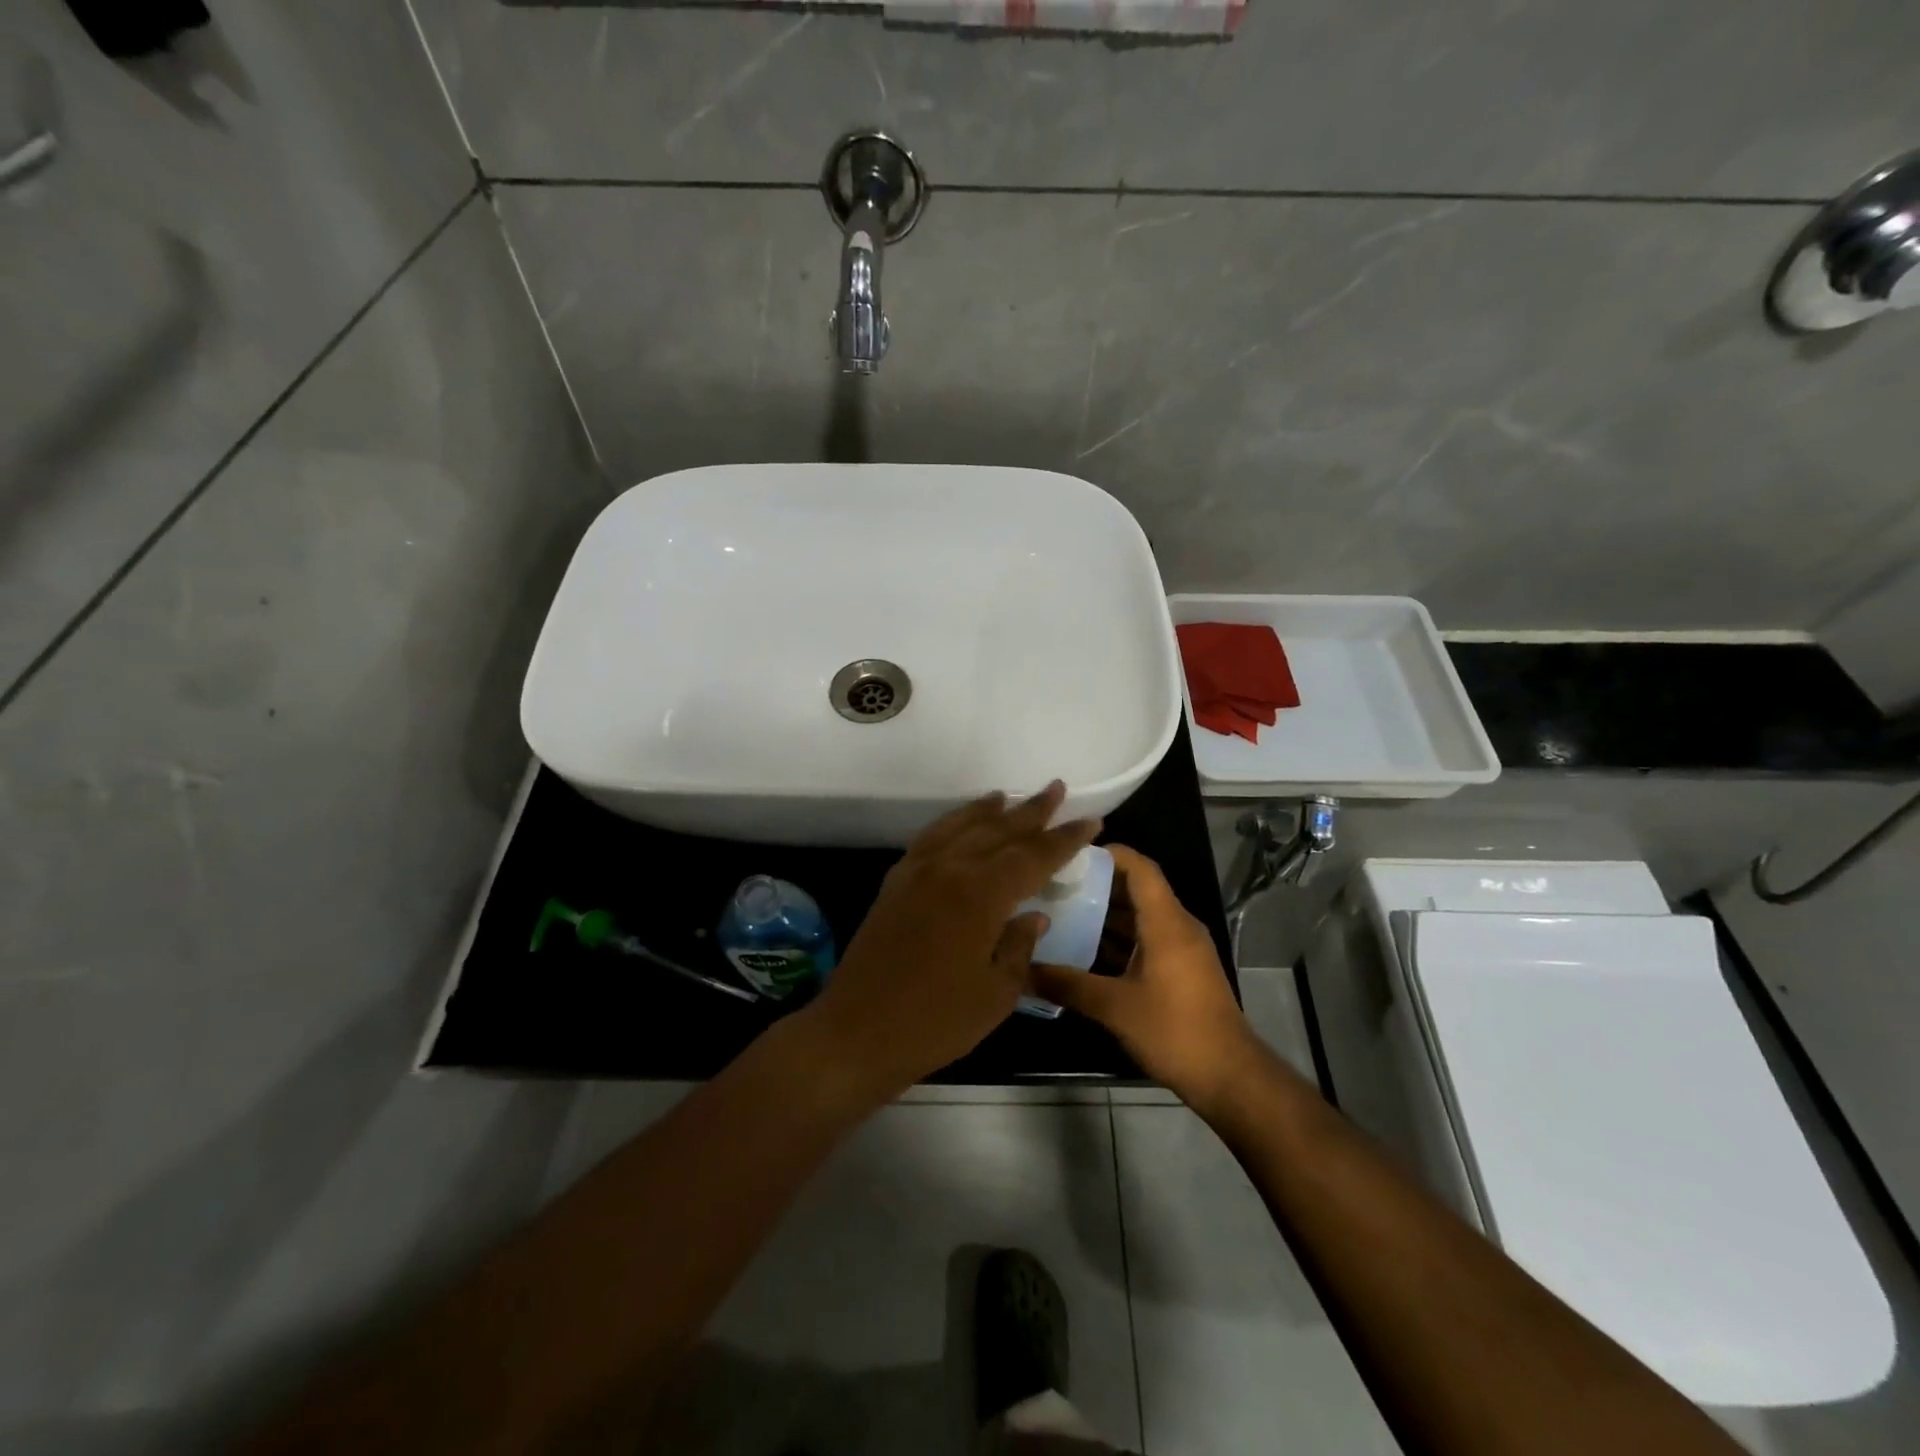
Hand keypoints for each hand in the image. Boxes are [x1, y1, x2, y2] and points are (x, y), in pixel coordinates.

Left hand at [801, 781, 1099, 1100]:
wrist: (856, 1032)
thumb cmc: (935, 1022)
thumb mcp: (995, 993)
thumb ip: (1019, 947)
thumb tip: (1034, 916)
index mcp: (980, 895)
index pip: (1032, 856)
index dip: (1063, 839)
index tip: (1090, 820)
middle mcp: (949, 870)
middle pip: (998, 831)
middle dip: (1031, 812)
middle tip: (1056, 789)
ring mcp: (917, 872)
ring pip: (960, 827)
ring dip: (988, 810)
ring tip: (1008, 796)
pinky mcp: (895, 883)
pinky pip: (930, 839)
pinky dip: (951, 824)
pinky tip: (960, 824)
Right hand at [1029, 845, 1261, 1111]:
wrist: (1229, 1077)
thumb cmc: (1174, 1030)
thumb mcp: (1115, 1007)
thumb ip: (1068, 984)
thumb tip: (1023, 970)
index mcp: (1167, 922)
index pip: (1140, 868)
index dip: (1109, 854)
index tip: (1071, 853)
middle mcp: (1177, 927)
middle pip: (1137, 890)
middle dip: (1097, 885)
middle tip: (1054, 885)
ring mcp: (1182, 950)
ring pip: (1140, 918)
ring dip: (1105, 915)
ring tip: (1061, 913)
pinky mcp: (1181, 971)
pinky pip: (1146, 940)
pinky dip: (1118, 940)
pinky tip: (1085, 952)